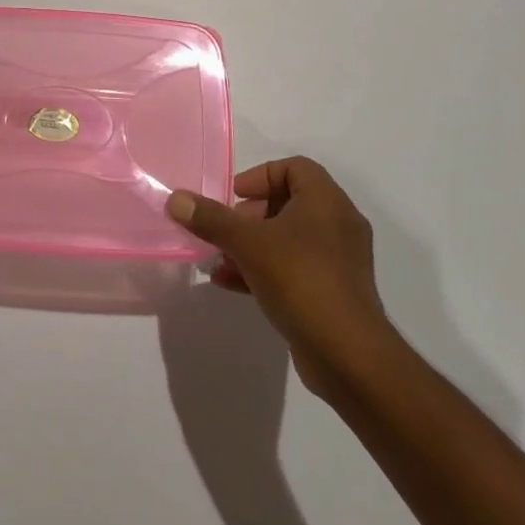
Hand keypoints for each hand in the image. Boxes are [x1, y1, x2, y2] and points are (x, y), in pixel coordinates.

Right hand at [166, 158, 392, 397]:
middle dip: (249, 215)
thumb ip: (211, 219)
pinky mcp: (333, 293)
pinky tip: (230, 284)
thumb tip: (175, 198)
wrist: (349, 356)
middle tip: (224, 231)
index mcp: (326, 201)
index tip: (234, 196)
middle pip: (288, 203)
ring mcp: (338, 261)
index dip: (260, 176)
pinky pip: (294, 269)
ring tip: (219, 260)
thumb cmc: (301, 280)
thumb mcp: (248, 244)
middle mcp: (338, 224)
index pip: (294, 167)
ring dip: (251, 245)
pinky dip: (264, 270)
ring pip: (288, 239)